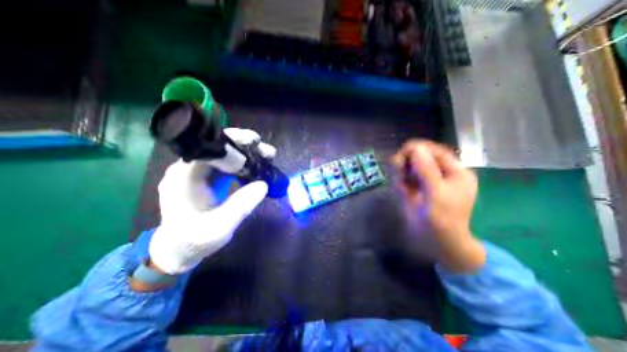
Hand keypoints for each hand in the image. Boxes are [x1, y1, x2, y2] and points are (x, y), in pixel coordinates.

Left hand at [149, 127, 274, 276]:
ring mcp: (199, 172)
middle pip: (219, 147)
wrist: (179, 249)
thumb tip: (264, 185)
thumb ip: (240, 206)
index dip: (233, 141)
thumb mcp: (219, 227)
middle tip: (268, 152)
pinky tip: (256, 167)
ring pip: (225, 154)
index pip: (209, 147)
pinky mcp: (207, 178)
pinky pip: (227, 164)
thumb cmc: (194, 240)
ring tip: (267, 157)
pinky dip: (243, 164)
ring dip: (247, 153)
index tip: (256, 142)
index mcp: (185, 176)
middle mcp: (189, 168)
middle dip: (246, 146)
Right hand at [390, 139, 483, 271]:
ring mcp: (427, 181)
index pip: (434, 151)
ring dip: (401, 171)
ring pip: (410, 166)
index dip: (418, 149)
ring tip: (400, 183)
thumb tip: (415, 148)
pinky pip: (405, 177)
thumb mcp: (437, 194)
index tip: (401, 155)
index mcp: (454, 171)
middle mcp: (440, 173)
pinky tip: (401, 189)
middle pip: (420, 156)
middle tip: (399, 172)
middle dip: (407, 161)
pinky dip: (400, 180)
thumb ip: (427, 170)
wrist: (437, 243)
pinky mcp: (416, 189)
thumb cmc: (443, 220)